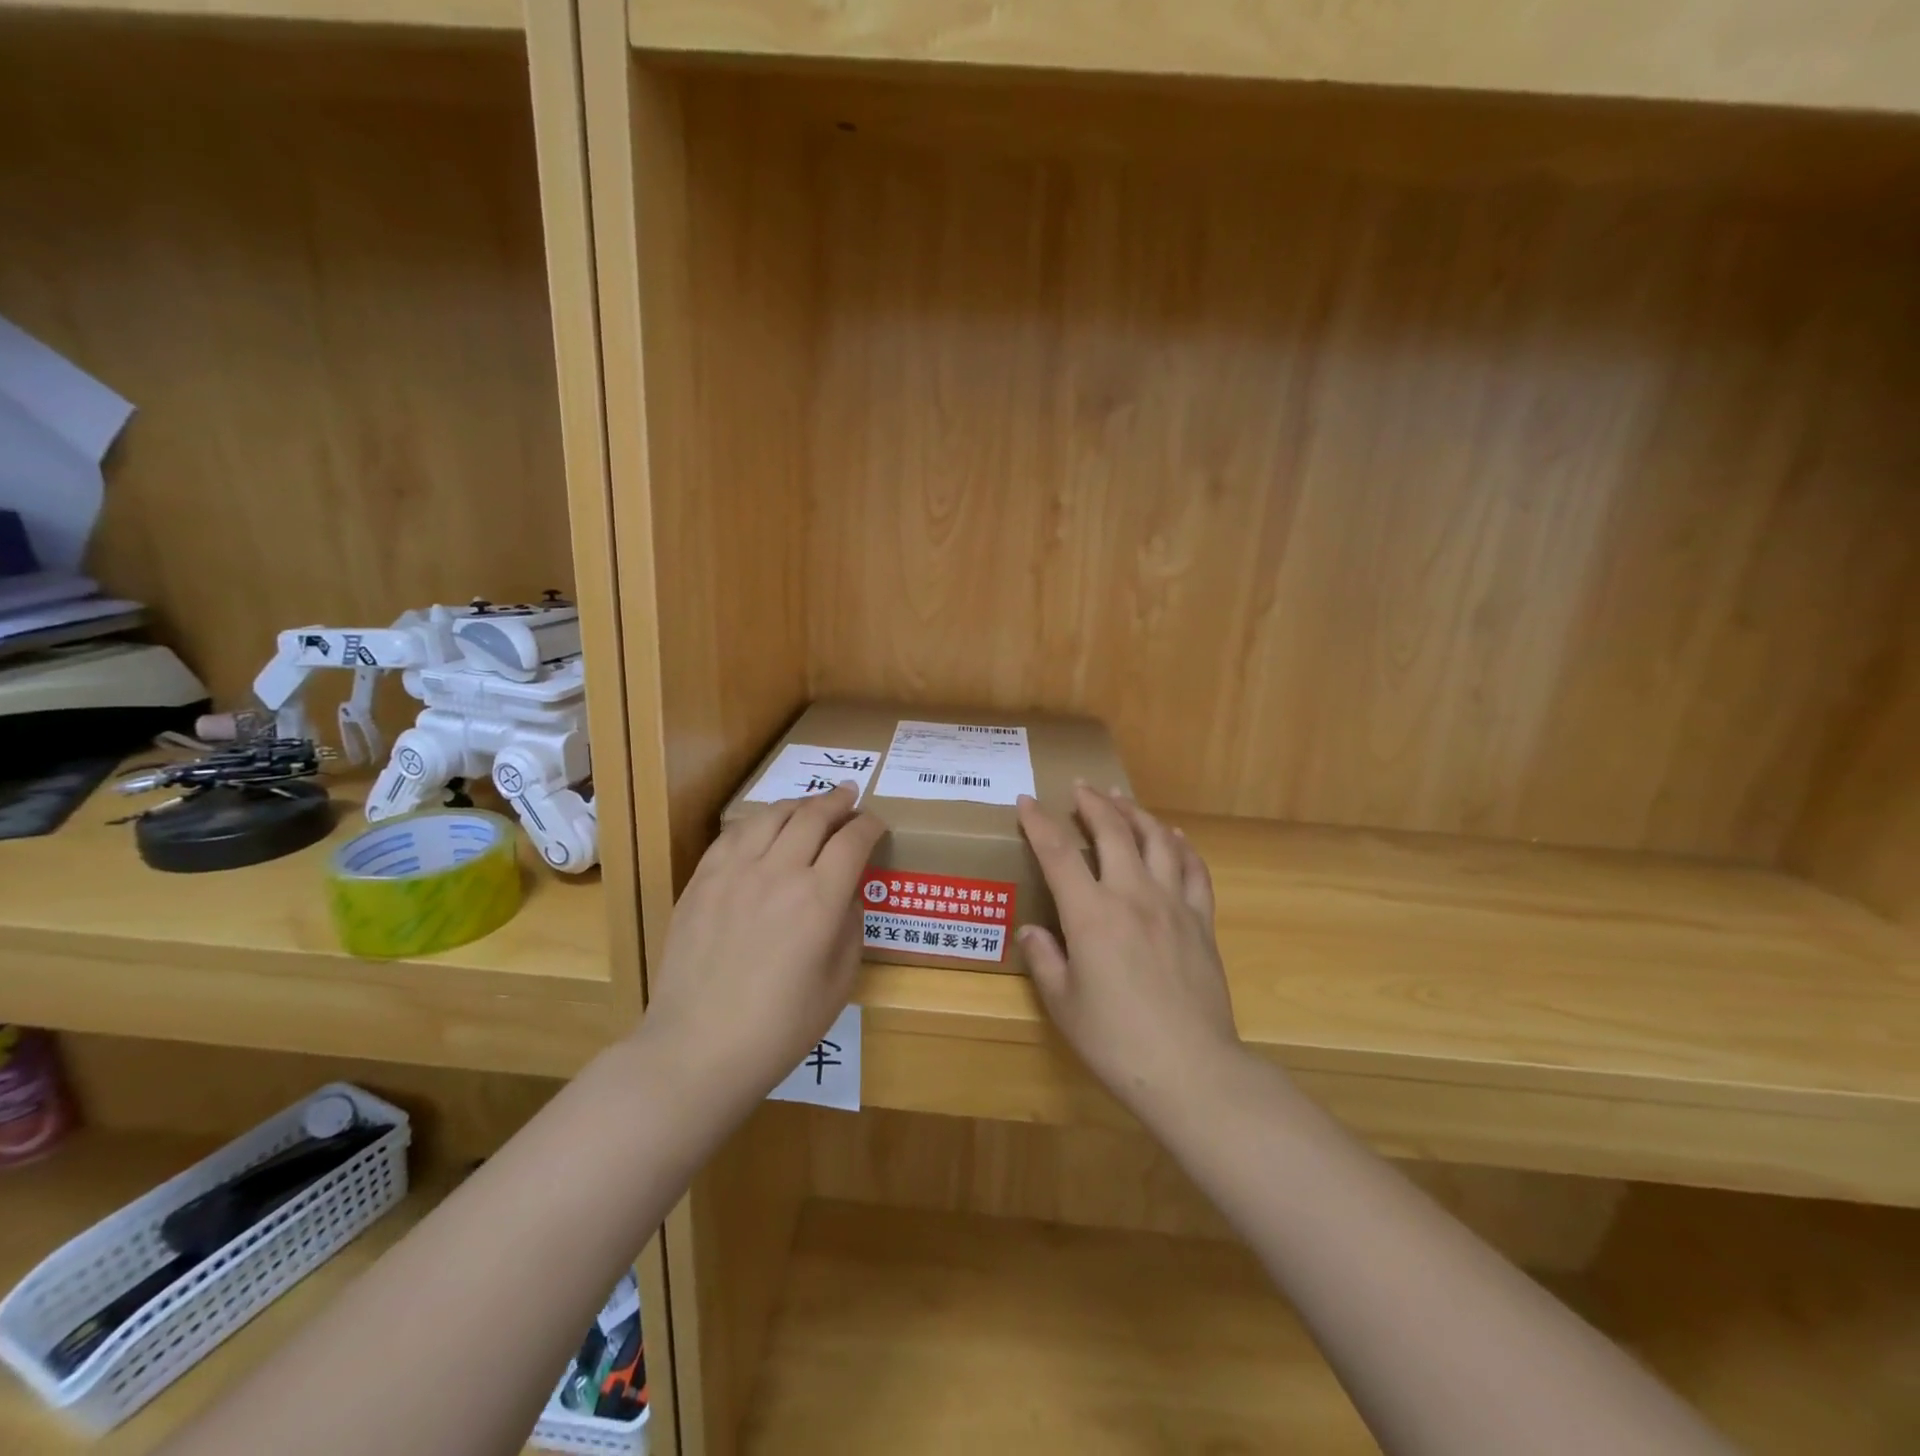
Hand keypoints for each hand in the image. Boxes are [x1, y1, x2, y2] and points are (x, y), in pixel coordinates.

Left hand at [640, 782, 884, 1108]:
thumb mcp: (838, 983)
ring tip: (810, 805)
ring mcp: (734, 872)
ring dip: (798, 804)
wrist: (698, 1048)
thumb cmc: (780, 1028)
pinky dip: (757, 822)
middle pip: (813, 815)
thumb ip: (849, 927)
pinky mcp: (702, 881)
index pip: (853, 840)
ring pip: (772, 815)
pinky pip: (733, 834)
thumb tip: (845, 893)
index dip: (870, 825)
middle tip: (849, 795)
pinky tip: (763, 827)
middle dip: (837, 801)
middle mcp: (779, 873)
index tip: (877, 824)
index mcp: (819, 900)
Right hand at [1017, 785, 1240, 1113]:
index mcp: (1091, 914)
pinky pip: (1195, 870)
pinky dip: (1182, 846)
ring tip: (1122, 799)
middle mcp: (1133, 895)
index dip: (1039, 823)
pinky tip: (1175, 836)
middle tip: (1081, 787)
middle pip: (1114, 831)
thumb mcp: (1063, 1004)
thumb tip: (1032, 930)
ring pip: (1157, 840)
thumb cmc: (1116, 1041)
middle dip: (1093, 803)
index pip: (1058, 853)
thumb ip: (1044, 959)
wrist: (1190, 1069)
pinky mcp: (1202, 921)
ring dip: (1136, 813)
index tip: (1027, 801)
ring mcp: (1173, 905)